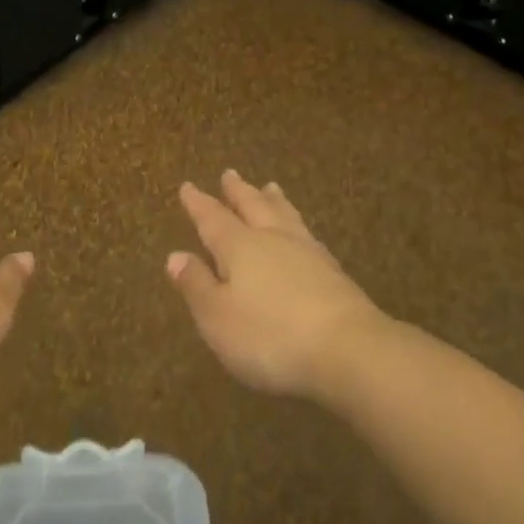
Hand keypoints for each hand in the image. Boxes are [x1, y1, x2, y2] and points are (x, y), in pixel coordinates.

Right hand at [168, 170, 388, 399]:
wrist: (348, 350)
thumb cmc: (270, 336)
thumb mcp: (218, 317)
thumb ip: (197, 285)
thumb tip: (175, 256)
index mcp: (239, 247)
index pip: (213, 219)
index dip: (198, 204)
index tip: (188, 186)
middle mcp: (272, 239)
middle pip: (252, 206)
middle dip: (238, 191)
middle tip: (230, 173)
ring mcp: (307, 252)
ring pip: (285, 215)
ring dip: (273, 200)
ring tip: (270, 186)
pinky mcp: (334, 272)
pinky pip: (308, 235)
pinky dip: (298, 225)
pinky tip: (302, 232)